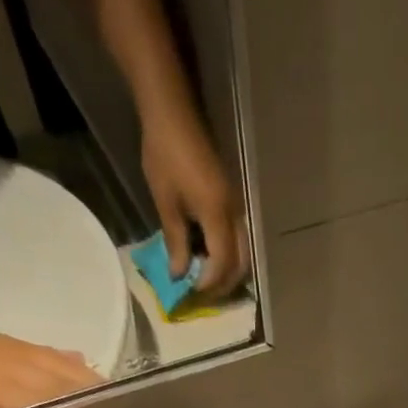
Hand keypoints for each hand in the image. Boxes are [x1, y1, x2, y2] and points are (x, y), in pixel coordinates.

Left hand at [0, 326, 104, 407]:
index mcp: (20, 385)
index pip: (69, 403)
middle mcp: (30, 364)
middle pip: (78, 384)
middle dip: (102, 403)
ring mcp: (24, 351)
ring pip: (72, 368)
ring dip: (93, 386)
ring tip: (114, 406)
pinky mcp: (16, 346)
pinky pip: (57, 356)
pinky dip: (76, 368)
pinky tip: (86, 372)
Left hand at [141, 105, 248, 297]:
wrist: (172, 111)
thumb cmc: (164, 154)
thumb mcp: (166, 202)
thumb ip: (176, 242)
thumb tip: (179, 275)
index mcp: (218, 214)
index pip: (223, 262)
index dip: (210, 283)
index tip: (193, 294)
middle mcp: (234, 214)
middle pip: (240, 262)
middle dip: (224, 283)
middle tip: (204, 296)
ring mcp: (235, 206)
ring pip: (242, 251)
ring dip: (227, 271)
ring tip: (207, 281)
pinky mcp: (230, 200)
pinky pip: (236, 238)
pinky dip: (226, 255)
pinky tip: (208, 258)